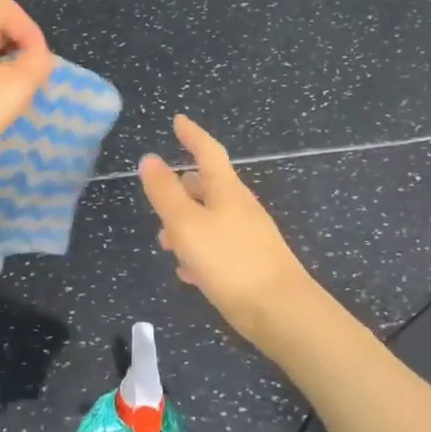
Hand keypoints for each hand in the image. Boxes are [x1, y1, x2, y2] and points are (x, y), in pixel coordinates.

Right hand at [138, 116, 318, 346]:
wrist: (281, 311)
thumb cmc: (230, 261)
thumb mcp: (187, 225)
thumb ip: (165, 192)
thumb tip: (149, 158)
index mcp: (227, 191)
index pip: (208, 152)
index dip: (192, 135)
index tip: (178, 120)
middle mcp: (240, 208)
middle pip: (208, 187)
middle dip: (181, 189)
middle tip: (159, 195)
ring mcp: (249, 236)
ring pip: (211, 219)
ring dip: (186, 224)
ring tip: (165, 243)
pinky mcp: (251, 264)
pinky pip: (219, 247)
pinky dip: (200, 251)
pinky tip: (188, 273)